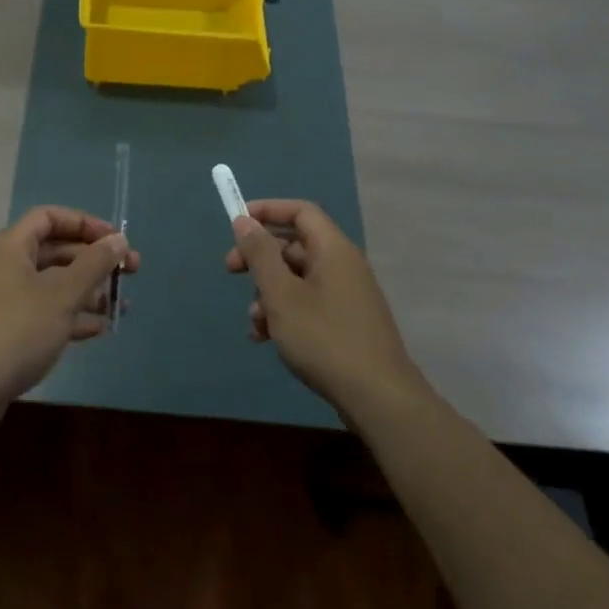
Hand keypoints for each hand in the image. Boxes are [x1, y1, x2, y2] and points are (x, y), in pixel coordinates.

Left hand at [0, 206, 136, 415]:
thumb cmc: (16, 331)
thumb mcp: (62, 295)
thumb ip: (94, 264)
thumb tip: (118, 240)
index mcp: (10, 247)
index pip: (49, 217)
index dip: (84, 223)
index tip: (115, 240)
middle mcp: (3, 267)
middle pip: (54, 251)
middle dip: (93, 260)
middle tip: (130, 272)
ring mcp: (2, 300)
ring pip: (52, 284)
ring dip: (87, 290)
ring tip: (120, 305)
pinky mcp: (5, 331)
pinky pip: (43, 311)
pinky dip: (70, 315)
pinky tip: (98, 329)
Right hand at [224, 199, 419, 415]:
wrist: (378, 399)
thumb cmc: (324, 339)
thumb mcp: (282, 295)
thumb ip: (260, 255)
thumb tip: (245, 221)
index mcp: (333, 250)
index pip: (300, 211)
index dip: (268, 210)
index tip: (237, 222)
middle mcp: (343, 266)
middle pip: (295, 245)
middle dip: (259, 257)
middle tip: (230, 270)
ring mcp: (347, 296)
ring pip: (297, 278)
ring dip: (268, 292)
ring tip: (254, 321)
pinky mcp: (346, 323)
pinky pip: (308, 303)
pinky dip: (285, 312)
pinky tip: (266, 337)